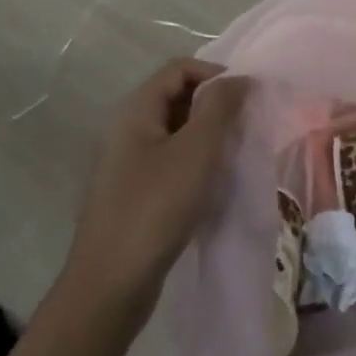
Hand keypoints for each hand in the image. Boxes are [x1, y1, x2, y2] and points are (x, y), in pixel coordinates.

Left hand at [57, 58, 246, 335]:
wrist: (109, 287)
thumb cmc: (155, 208)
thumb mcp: (196, 151)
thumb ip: (220, 108)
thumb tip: (238, 78)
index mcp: (135, 111)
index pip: (179, 69)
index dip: (215, 74)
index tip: (246, 98)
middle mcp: (126, 129)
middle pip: (176, 97)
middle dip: (213, 105)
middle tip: (244, 127)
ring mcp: (126, 163)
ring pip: (175, 131)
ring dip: (207, 136)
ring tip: (233, 155)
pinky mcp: (132, 193)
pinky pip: (169, 161)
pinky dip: (194, 162)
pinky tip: (212, 184)